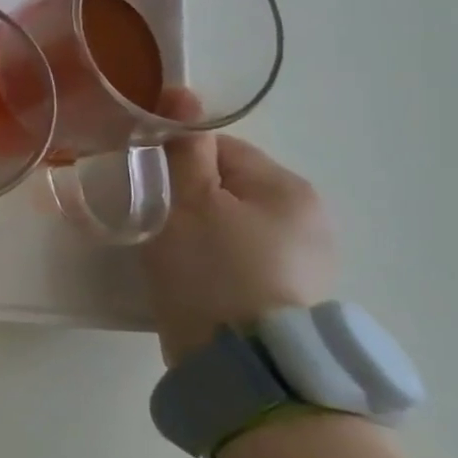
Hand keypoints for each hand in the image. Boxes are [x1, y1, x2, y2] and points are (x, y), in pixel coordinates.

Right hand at [142, 94, 337, 365]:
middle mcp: (309, 216)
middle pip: (230, 186)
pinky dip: (219, 260)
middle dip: (191, 198)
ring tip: (174, 256)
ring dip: (204, 229)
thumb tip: (184, 95)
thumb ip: (184, 149)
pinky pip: (246, 257)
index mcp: (286, 186)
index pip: (221, 148)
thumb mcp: (185, 201)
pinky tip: (198, 280)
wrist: (242, 362)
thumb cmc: (210, 270)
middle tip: (156, 223)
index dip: (177, 160)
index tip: (148, 184)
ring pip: (236, 222)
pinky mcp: (293, 294)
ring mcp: (307, 259)